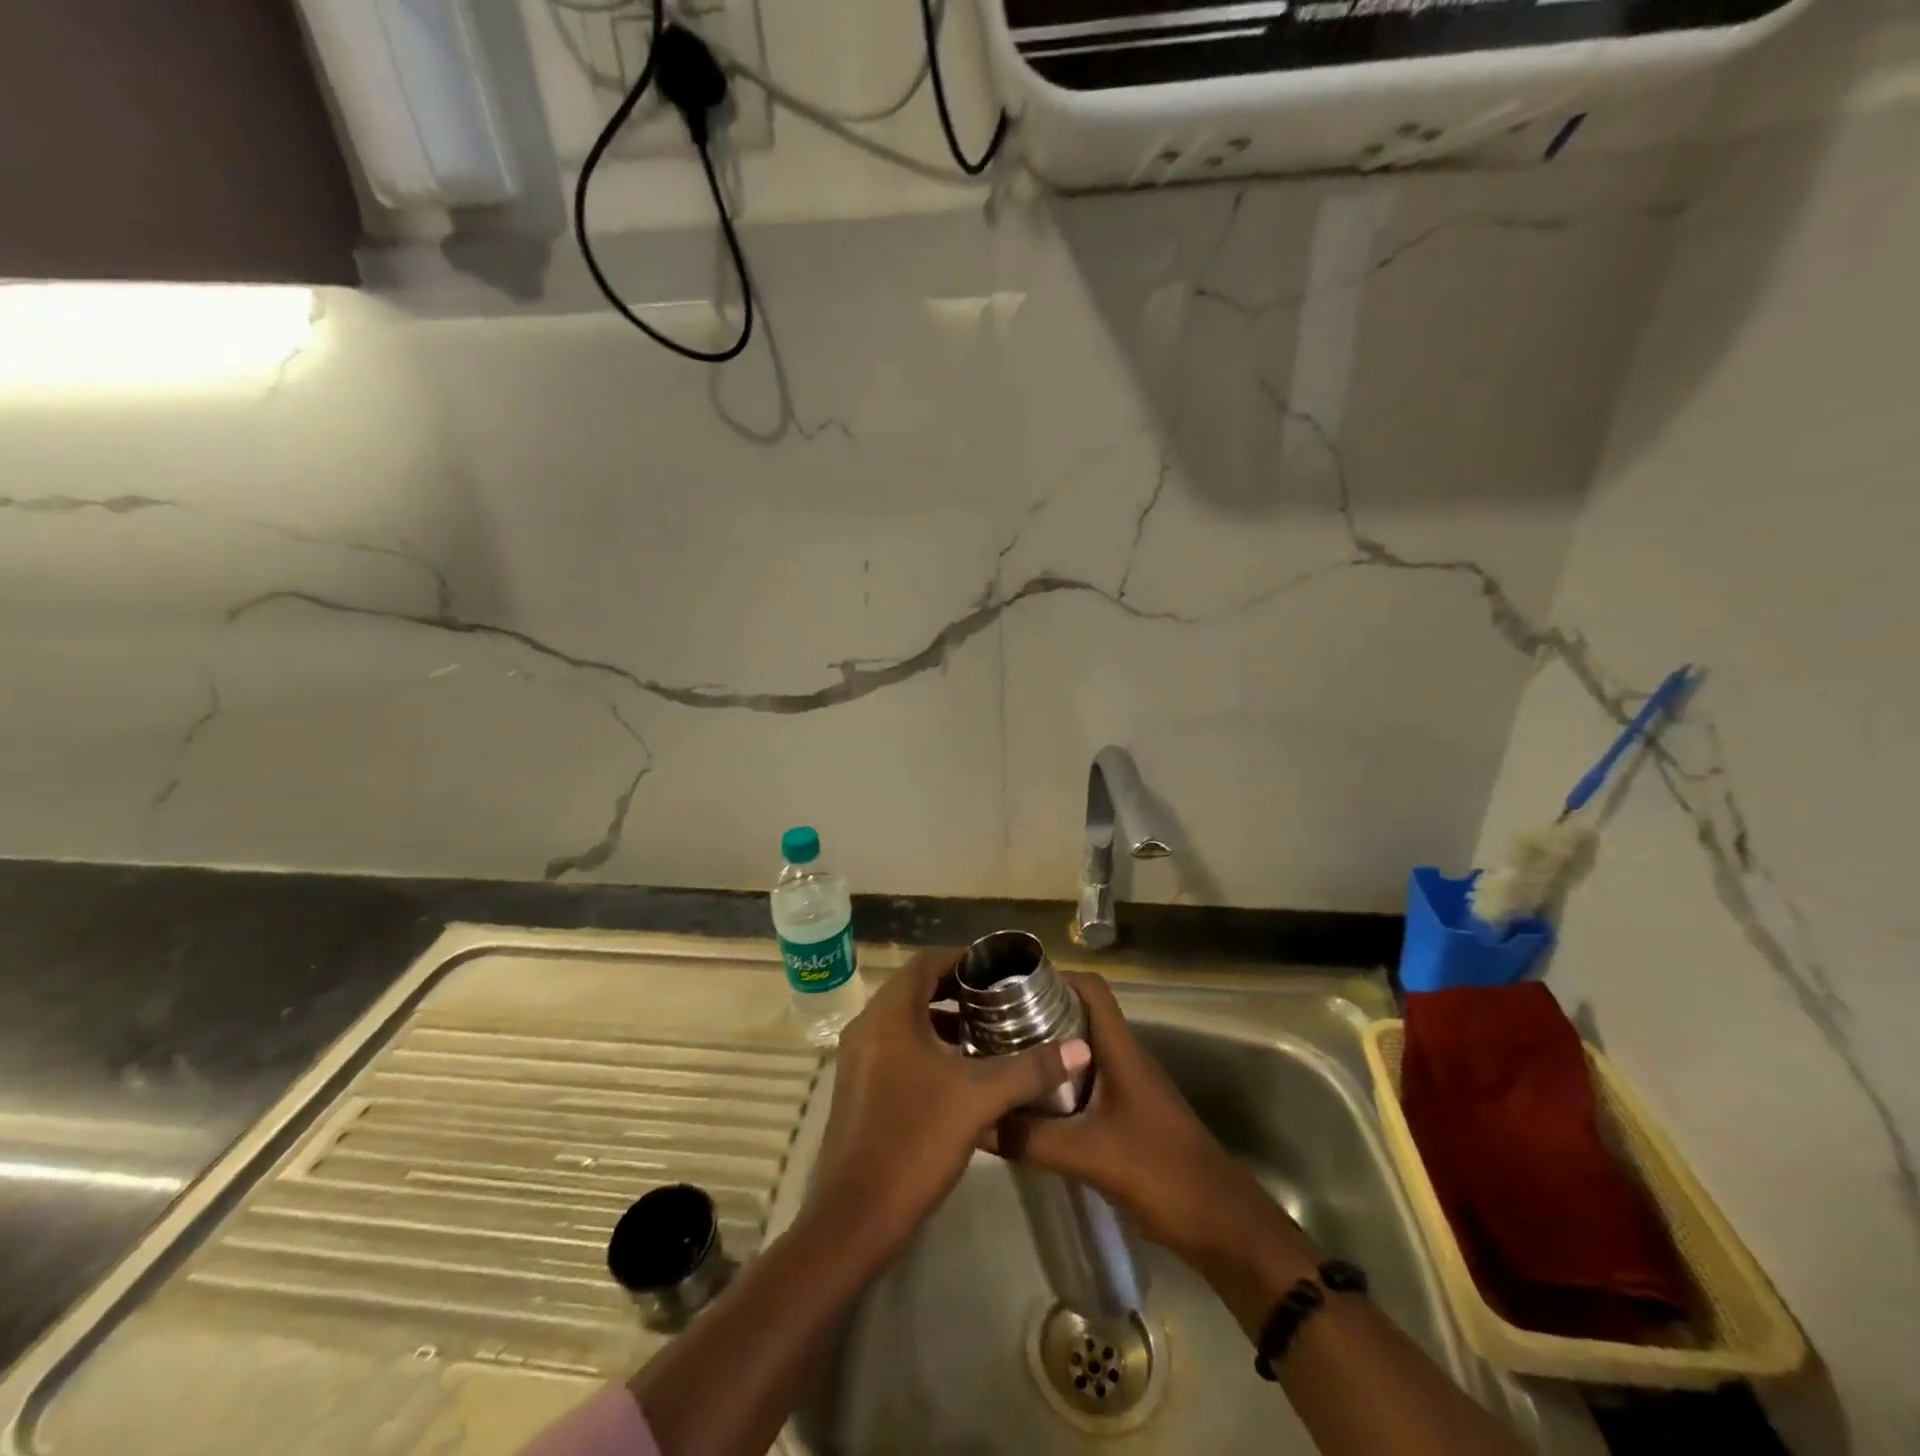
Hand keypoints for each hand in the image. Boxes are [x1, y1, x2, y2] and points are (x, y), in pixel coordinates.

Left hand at [812, 948, 1090, 1254]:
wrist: (855, 1217)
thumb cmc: (914, 1141)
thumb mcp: (979, 1099)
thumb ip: (1029, 1069)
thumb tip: (1080, 1048)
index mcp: (889, 1015)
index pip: (926, 962)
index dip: (963, 958)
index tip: (999, 970)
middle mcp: (868, 1026)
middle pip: (915, 988)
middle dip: (956, 989)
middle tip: (999, 1000)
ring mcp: (858, 1059)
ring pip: (905, 1021)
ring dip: (942, 1020)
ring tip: (986, 1033)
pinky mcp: (859, 1088)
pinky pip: (896, 1047)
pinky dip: (927, 1046)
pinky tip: (959, 1073)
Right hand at [987, 971, 1307, 1277]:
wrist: (1222, 1225)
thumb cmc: (1161, 1173)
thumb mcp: (1089, 1155)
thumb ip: (1031, 1139)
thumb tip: (978, 1122)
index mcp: (1121, 1049)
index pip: (1091, 988)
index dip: (1054, 976)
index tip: (1010, 985)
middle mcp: (1125, 1057)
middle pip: (1080, 1015)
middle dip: (1038, 1013)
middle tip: (992, 1024)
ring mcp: (1128, 1086)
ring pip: (1081, 1050)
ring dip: (1046, 1050)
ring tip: (1002, 1059)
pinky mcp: (1127, 1114)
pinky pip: (1086, 1082)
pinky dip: (1058, 1083)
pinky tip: (1030, 1104)